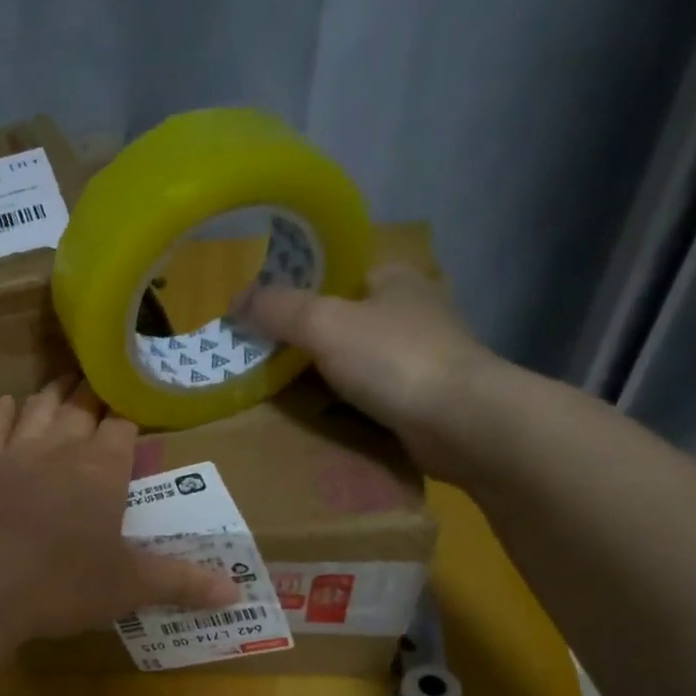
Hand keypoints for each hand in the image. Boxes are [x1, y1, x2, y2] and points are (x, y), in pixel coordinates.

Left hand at [0, 378, 238, 639]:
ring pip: (39, 409)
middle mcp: (61, 448)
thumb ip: (181, 583)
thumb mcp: (129, 587)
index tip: (136, 410)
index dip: (130, 417)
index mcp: (103, 469)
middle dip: (94, 395)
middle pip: (81, 408)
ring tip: (65, 382)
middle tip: (102, 383)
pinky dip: (4, 413)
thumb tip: (237, 594)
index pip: (122, 427)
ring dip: (54, 394)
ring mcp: (15, 453)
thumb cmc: (63, 583)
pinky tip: (8, 402)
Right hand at [232, 263, 509, 481]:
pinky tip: (316, 417)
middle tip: (260, 362)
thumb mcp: (323, 324)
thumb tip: (235, 299)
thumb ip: (278, 309)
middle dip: (302, 342)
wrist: (459, 422)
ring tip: (278, 395)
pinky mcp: (419, 397)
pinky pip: (365, 395)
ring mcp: (417, 356)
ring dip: (320, 378)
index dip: (295, 291)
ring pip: (351, 361)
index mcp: (393, 277)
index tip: (260, 318)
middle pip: (339, 320)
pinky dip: (340, 405)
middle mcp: (408, 310)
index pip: (335, 273)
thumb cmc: (392, 359)